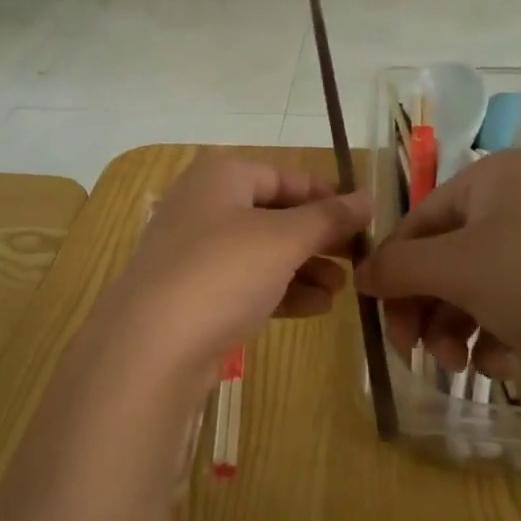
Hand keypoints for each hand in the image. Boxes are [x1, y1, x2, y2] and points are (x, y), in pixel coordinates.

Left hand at [89, 154, 370, 390]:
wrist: (152, 345)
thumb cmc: (223, 271)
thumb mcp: (284, 239)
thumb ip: (328, 217)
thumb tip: (368, 197)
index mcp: (220, 176)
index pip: (285, 175)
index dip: (327, 195)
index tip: (365, 219)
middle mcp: (203, 206)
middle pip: (273, 214)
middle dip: (318, 237)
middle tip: (359, 257)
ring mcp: (194, 252)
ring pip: (261, 252)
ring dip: (304, 267)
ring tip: (343, 288)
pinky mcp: (193, 294)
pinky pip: (245, 283)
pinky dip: (280, 291)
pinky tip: (316, 308)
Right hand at [355, 150, 520, 409]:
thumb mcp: (459, 269)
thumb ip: (399, 268)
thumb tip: (360, 274)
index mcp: (490, 179)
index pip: (417, 222)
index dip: (393, 271)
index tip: (381, 320)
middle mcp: (519, 202)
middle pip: (446, 259)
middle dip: (427, 310)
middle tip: (415, 355)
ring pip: (477, 289)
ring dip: (459, 331)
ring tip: (462, 368)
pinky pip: (515, 307)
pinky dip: (500, 338)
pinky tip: (505, 368)